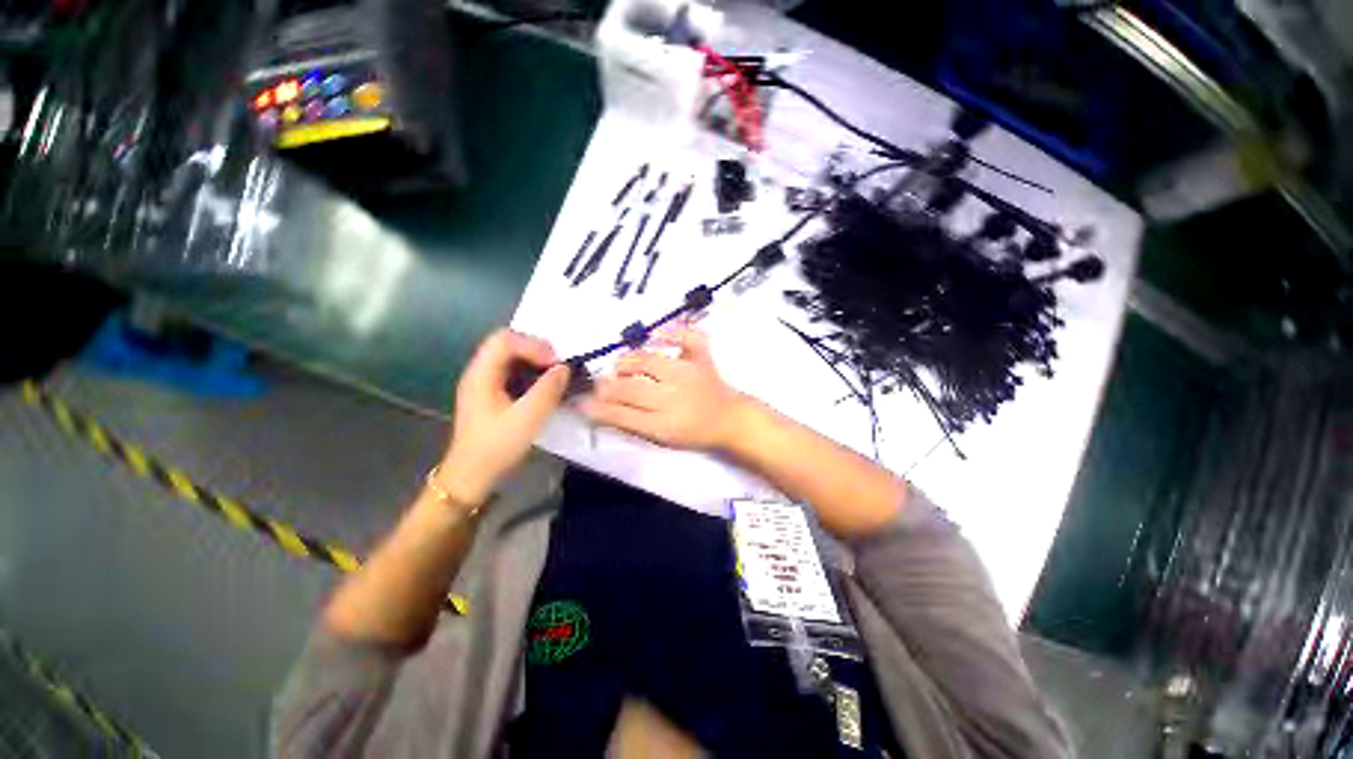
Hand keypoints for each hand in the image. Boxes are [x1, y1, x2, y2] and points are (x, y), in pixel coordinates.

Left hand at [438, 329, 568, 506]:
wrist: (471, 475)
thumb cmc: (497, 447)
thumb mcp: (527, 419)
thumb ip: (547, 390)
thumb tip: (564, 368)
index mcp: (481, 374)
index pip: (505, 340)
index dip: (534, 345)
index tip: (556, 364)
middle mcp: (479, 372)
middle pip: (506, 342)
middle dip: (535, 348)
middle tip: (557, 365)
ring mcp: (483, 382)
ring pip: (509, 355)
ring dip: (533, 359)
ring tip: (553, 373)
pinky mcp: (490, 393)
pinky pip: (511, 370)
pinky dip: (529, 371)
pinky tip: (542, 385)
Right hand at [580, 324, 744, 450]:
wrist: (729, 419)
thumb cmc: (693, 432)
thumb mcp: (661, 439)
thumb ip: (631, 425)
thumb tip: (598, 411)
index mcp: (665, 425)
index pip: (623, 416)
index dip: (599, 409)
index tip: (582, 403)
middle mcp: (675, 398)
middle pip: (632, 388)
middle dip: (608, 385)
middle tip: (600, 383)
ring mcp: (690, 374)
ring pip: (649, 361)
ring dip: (627, 361)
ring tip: (620, 365)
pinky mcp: (702, 358)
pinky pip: (687, 338)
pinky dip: (672, 331)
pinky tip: (656, 334)